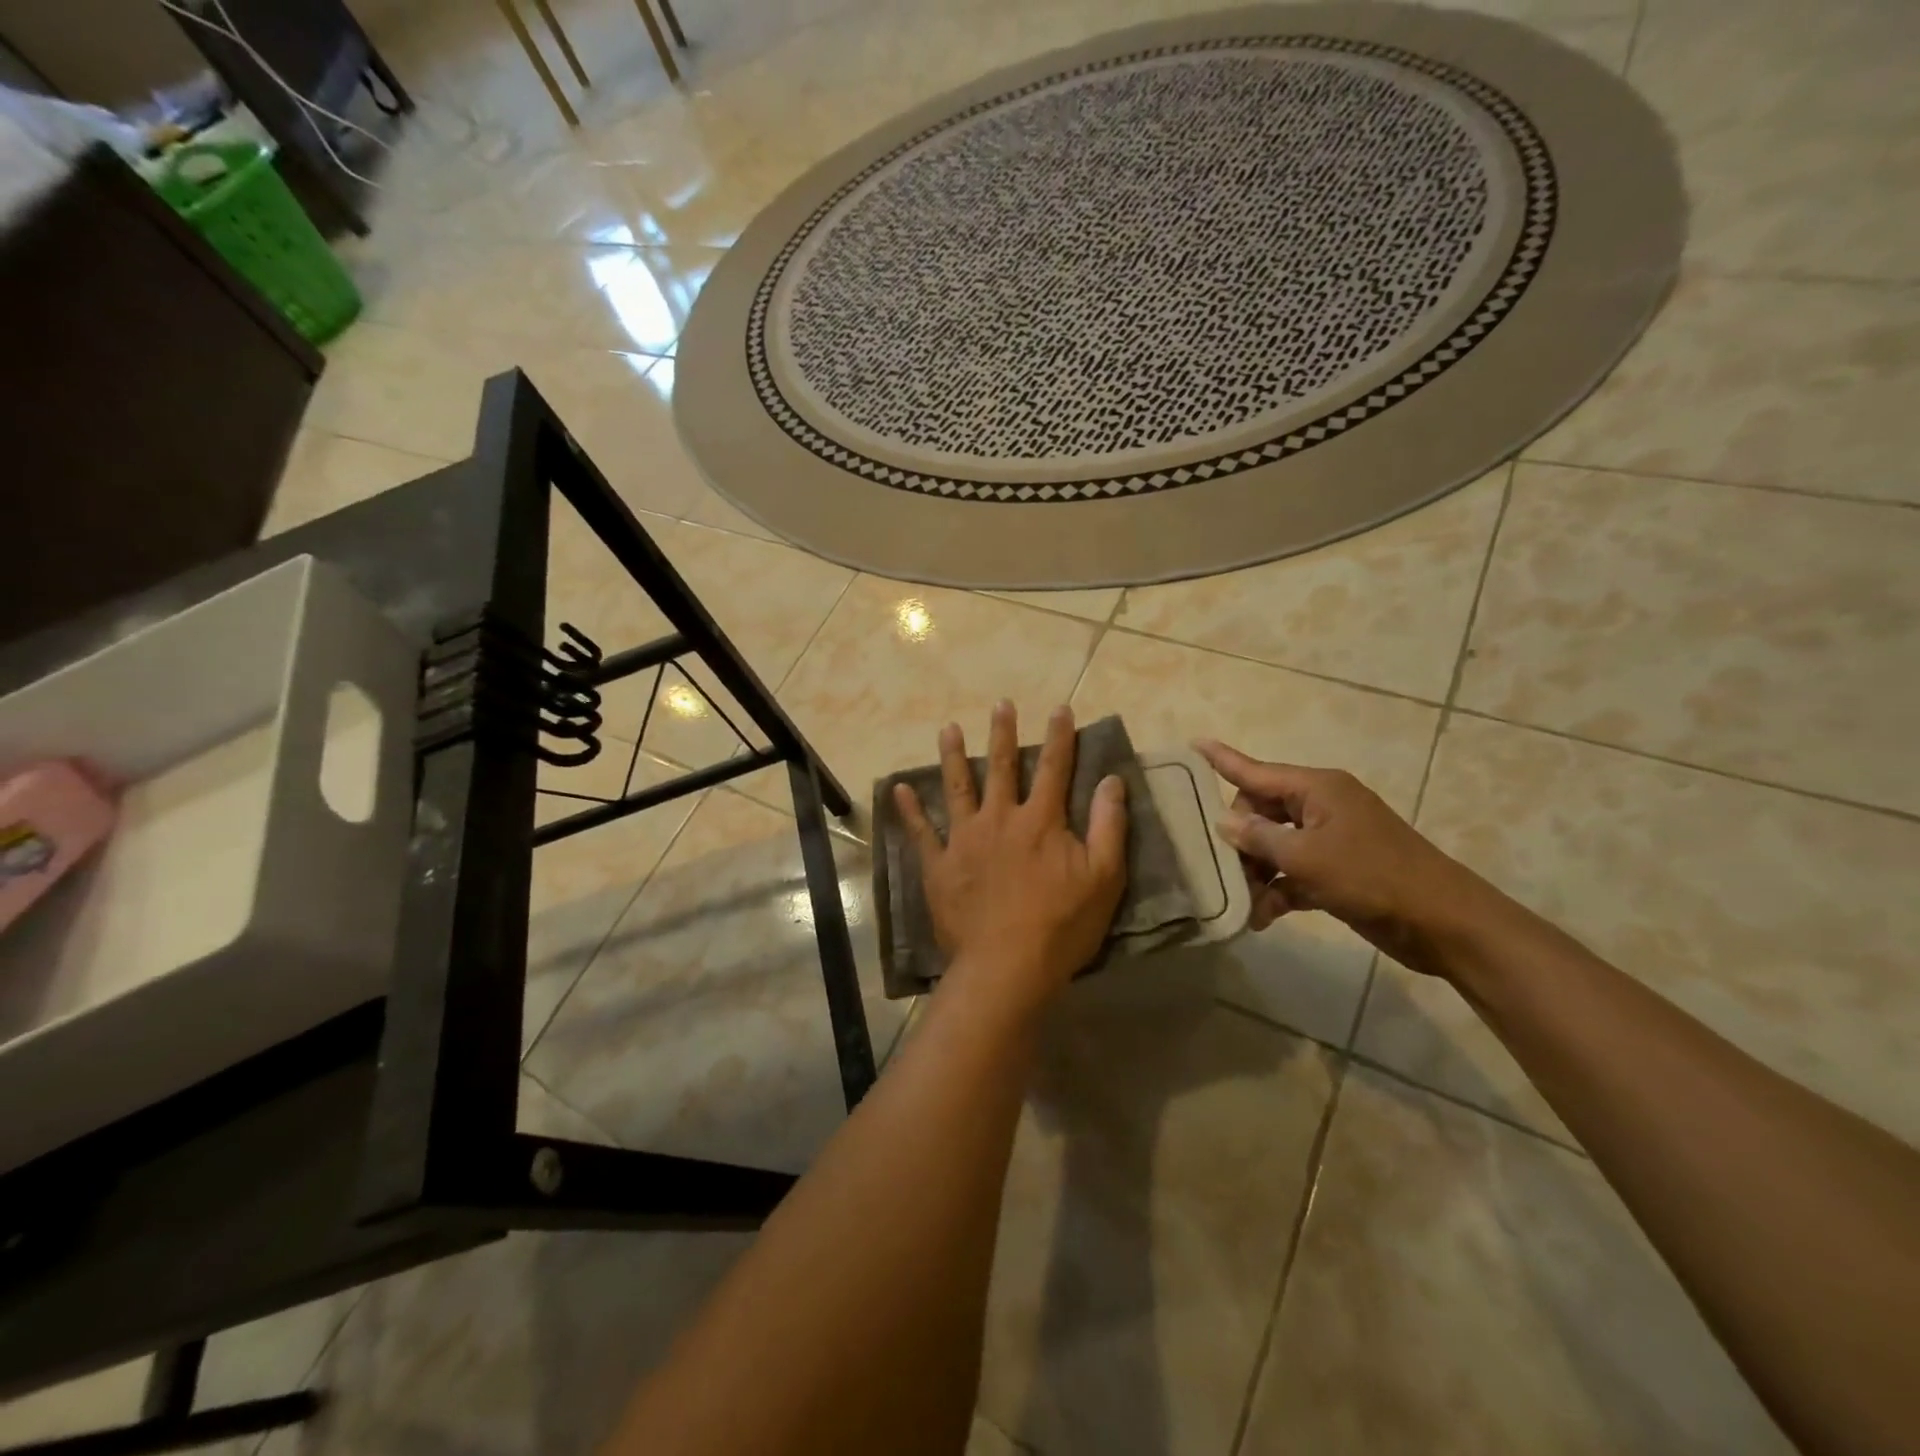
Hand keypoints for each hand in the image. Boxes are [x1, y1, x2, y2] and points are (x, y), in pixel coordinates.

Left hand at [895, 702, 1127, 1015]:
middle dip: (1003, 733)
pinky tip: (899, 788)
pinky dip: (909, 810)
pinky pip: (921, 832)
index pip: (1054, 768)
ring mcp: (965, 840)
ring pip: (957, 787)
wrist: (1008, 966)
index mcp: (1041, 820)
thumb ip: (1108, 825)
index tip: (1060, 709)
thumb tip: (1112, 780)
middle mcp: (1000, 818)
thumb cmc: (1062, 925)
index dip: (1060, 737)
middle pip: (1001, 766)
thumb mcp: (1103, 877)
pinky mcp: (939, 865)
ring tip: (947, 728)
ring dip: (952, 756)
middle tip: (1001, 704)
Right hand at [1195, 739, 1494, 977]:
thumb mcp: (1306, 857)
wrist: (1441, 922)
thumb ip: (1259, 838)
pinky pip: (1294, 873)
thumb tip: (1226, 823)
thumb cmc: (1371, 877)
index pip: (1256, 770)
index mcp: (1316, 789)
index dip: (1223, 759)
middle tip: (1224, 867)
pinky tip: (1261, 917)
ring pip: (1275, 846)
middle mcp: (1321, 807)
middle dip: (1240, 839)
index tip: (1193, 743)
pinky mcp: (1338, 870)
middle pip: (1261, 812)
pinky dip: (1278, 891)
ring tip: (1242, 902)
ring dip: (1257, 872)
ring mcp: (1331, 839)